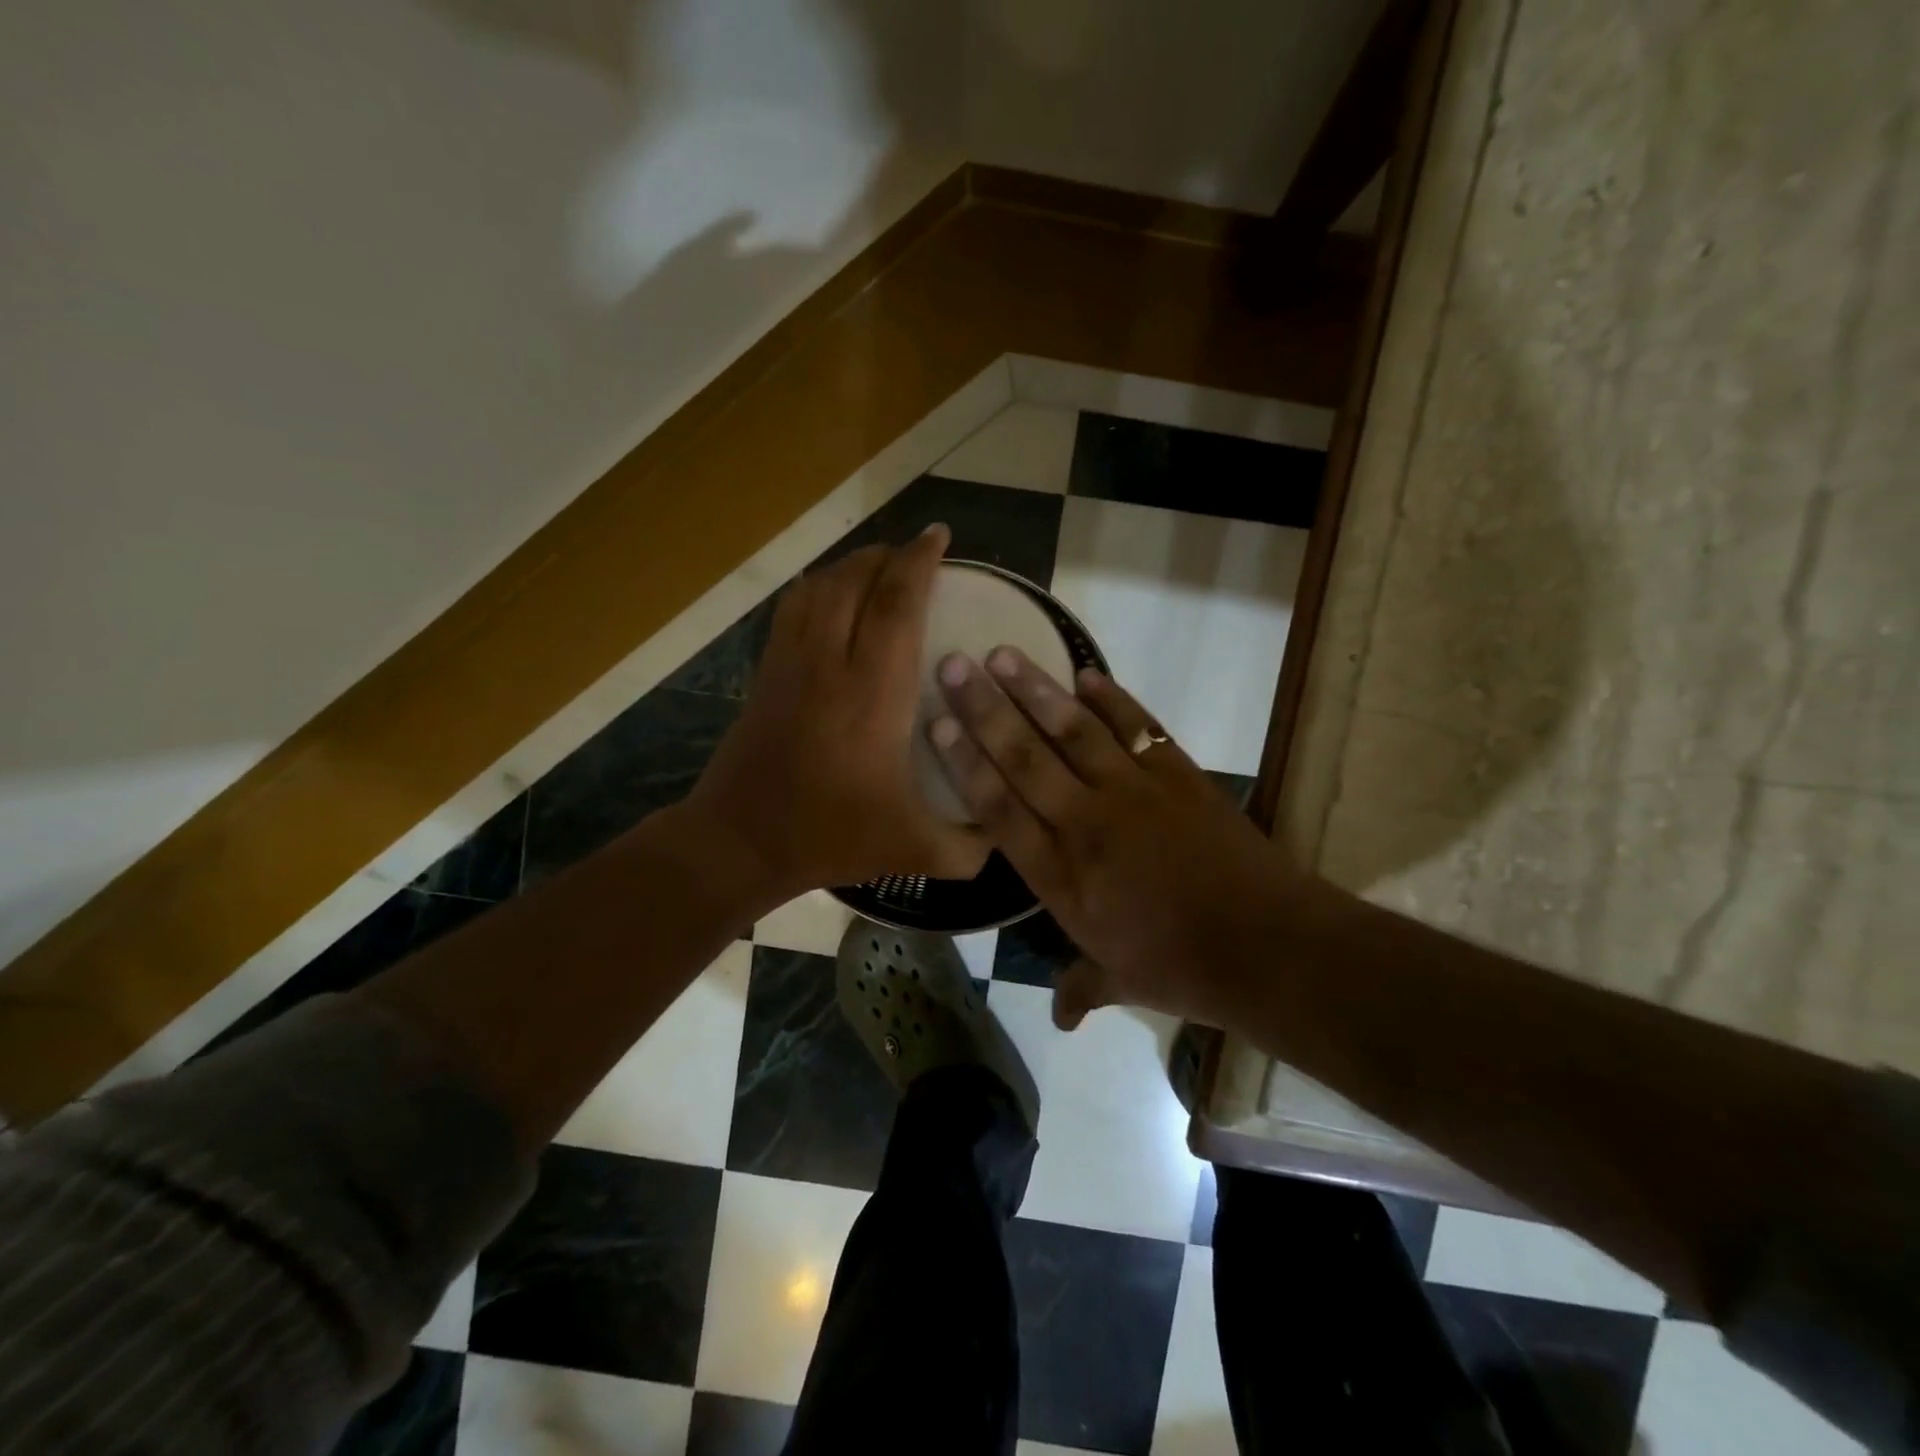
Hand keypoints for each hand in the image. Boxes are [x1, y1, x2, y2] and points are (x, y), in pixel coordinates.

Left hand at [687, 527, 988, 907]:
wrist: (741, 841)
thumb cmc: (831, 836)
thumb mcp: (915, 850)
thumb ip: (969, 847)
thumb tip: (1003, 833)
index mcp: (873, 694)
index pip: (897, 605)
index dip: (919, 562)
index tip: (939, 537)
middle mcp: (831, 663)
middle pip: (856, 581)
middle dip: (889, 555)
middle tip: (917, 551)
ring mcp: (791, 663)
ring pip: (820, 588)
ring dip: (852, 566)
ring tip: (879, 565)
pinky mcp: (766, 672)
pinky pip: (792, 609)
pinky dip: (817, 586)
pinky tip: (830, 593)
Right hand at [928, 647, 1302, 1029]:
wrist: (1264, 944)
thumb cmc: (1181, 967)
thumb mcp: (1121, 980)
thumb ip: (1082, 988)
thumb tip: (1060, 1020)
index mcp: (1060, 874)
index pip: (999, 808)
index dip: (965, 763)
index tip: (938, 725)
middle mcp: (1084, 822)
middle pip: (1024, 757)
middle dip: (984, 710)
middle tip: (952, 666)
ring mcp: (1132, 792)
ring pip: (1072, 731)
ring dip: (1036, 690)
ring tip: (1003, 654)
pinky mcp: (1176, 774)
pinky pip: (1136, 726)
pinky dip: (1111, 698)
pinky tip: (1085, 673)